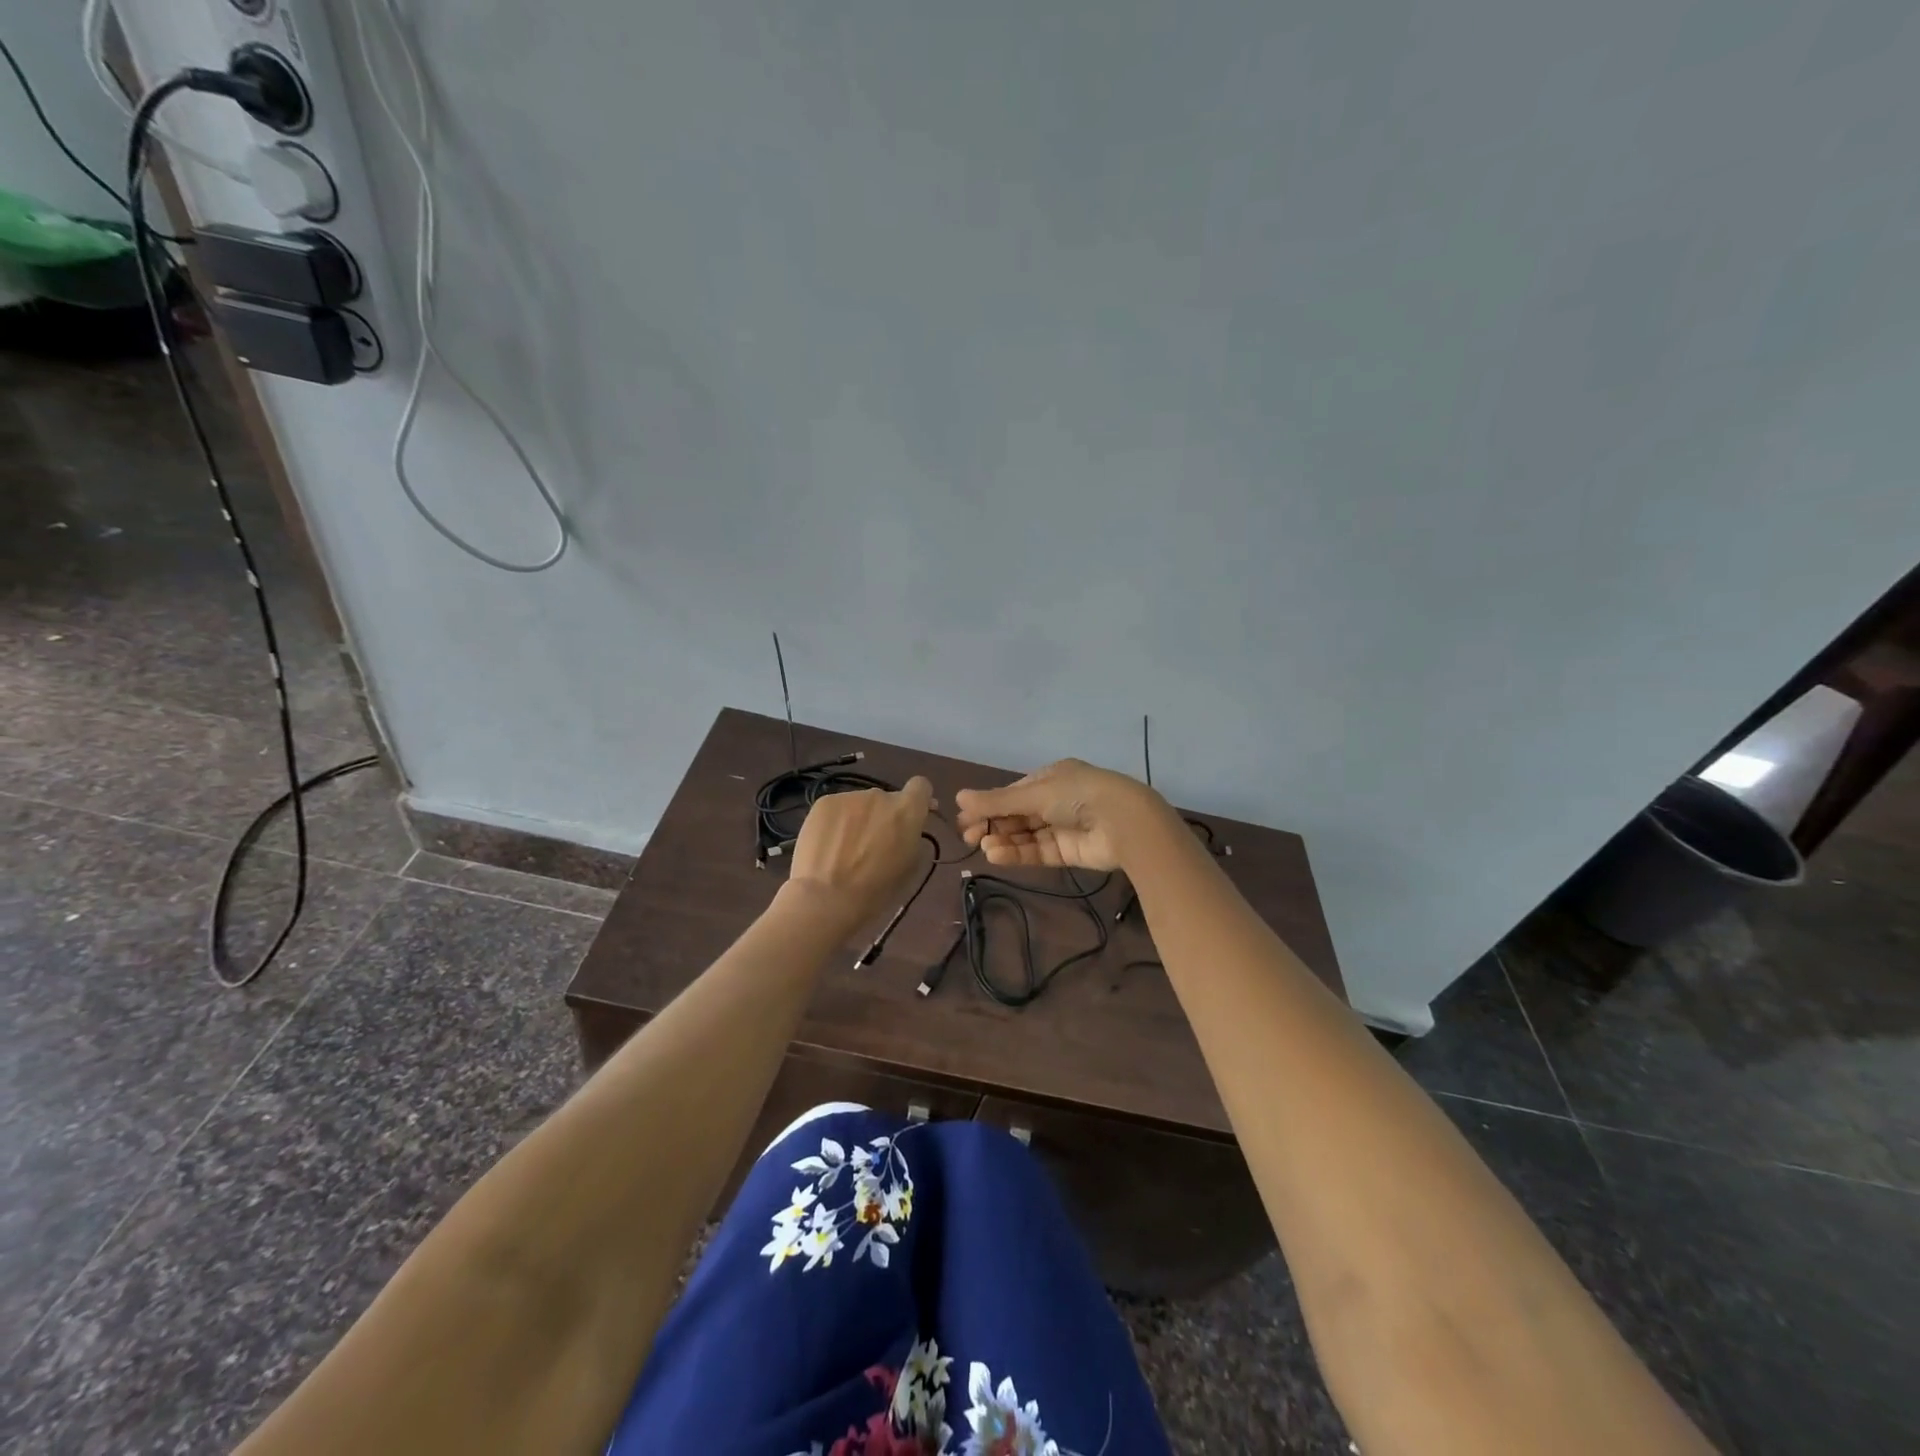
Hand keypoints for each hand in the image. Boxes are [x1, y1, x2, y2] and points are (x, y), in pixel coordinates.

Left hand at [785, 776, 934, 934]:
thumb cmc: (876, 891)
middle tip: (872, 844)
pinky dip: (836, 822)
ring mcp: (850, 796)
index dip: (917, 801)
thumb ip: (912, 838)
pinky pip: (837, 808)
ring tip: (844, 849)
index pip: (921, 787)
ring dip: (858, 819)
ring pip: (860, 804)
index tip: (910, 818)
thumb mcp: (910, 866)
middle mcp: (880, 795)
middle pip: (886, 799)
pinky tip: (827, 845)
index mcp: (908, 810)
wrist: (827, 898)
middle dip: (883, 816)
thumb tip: (907, 829)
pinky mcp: (824, 802)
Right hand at [953, 760, 1166, 872]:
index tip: (965, 818)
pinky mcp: (1067, 852)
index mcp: (1051, 778)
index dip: (989, 805)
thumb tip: (959, 797)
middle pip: (1017, 815)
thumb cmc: (1077, 795)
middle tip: (968, 836)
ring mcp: (1062, 827)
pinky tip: (996, 855)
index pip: (1013, 792)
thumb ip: (997, 801)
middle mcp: (1056, 800)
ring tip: (983, 846)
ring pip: (1025, 835)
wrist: (1124, 823)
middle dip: (993, 824)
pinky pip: (1037, 851)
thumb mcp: (1035, 793)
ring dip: (1003, 840)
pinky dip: (1016, 853)